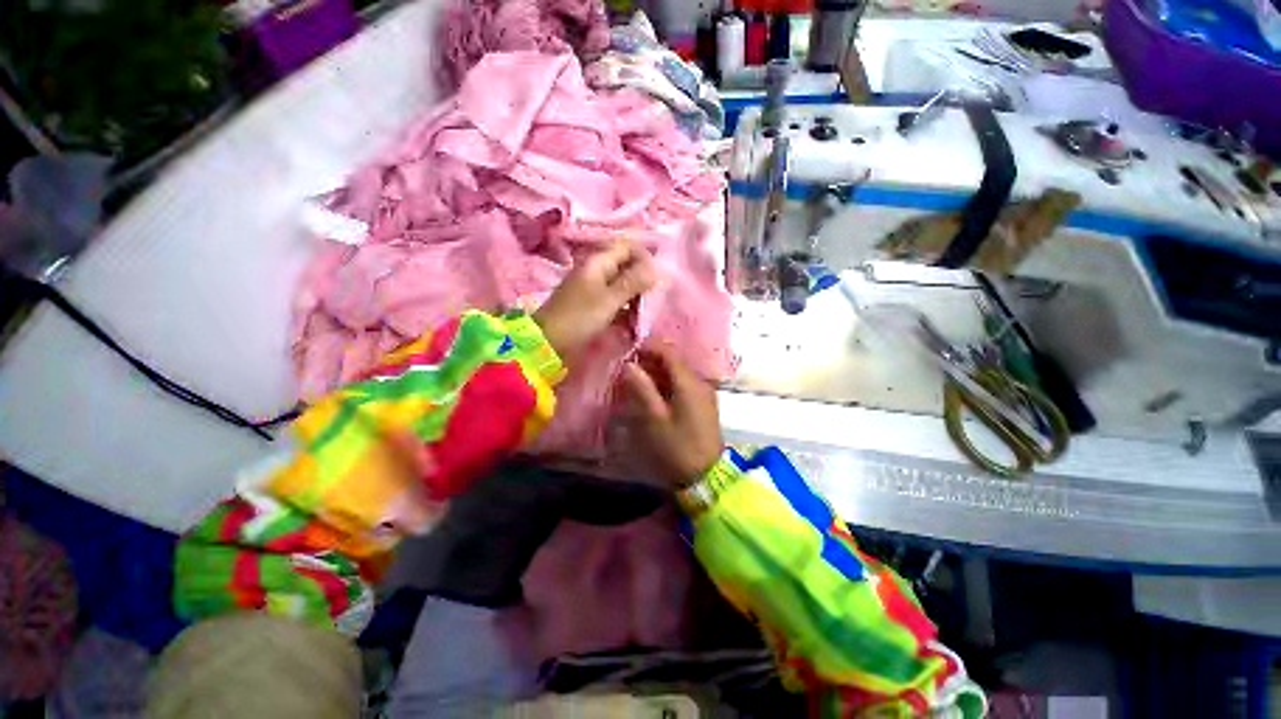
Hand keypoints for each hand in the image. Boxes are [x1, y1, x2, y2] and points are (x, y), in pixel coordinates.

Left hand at [534, 242, 656, 365]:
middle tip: (654, 297)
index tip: (657, 277)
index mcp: (598, 261)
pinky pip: (616, 300)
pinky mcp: (594, 304)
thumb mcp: (609, 299)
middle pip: (627, 266)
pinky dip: (626, 307)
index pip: (628, 247)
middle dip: (642, 279)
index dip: (645, 257)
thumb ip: (633, 281)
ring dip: (636, 296)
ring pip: (623, 284)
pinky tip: (634, 320)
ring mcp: (594, 287)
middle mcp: (597, 270)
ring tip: (645, 311)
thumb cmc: (579, 317)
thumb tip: (655, 267)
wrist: (549, 341)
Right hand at [620, 344, 722, 487]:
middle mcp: (700, 382)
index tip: (629, 351)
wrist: (706, 475)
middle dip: (651, 361)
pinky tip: (655, 395)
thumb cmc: (677, 447)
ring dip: (659, 374)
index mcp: (688, 382)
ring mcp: (705, 393)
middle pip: (674, 362)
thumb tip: (630, 365)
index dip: (649, 348)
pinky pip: (684, 386)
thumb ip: (642, 389)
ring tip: (638, 381)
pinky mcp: (705, 405)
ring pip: (679, 374)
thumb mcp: (654, 419)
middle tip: (629, 368)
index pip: (669, 352)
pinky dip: (668, 385)